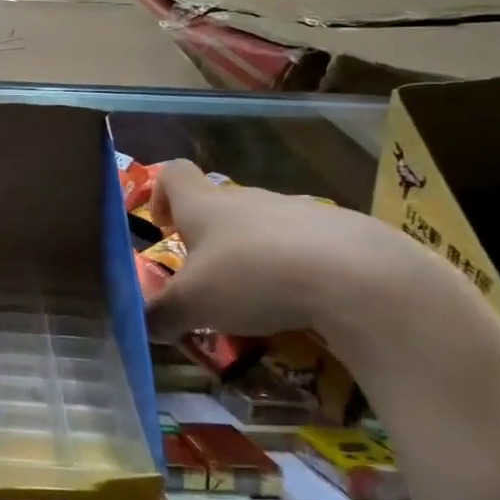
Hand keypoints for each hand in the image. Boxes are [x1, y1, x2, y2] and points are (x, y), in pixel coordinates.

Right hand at [144, 160, 435, 339]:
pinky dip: (296, 273)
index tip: (164, 226)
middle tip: (208, 284)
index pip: (174, 174)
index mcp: (205, 205)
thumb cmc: (253, 276)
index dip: (161, 193)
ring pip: (263, 229)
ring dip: (253, 258)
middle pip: (219, 206)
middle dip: (209, 241)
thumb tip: (143, 326)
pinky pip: (305, 249)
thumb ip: (162, 315)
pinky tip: (303, 307)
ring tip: (258, 303)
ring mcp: (297, 213)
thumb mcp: (194, 305)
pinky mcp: (339, 235)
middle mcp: (247, 199)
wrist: (355, 276)